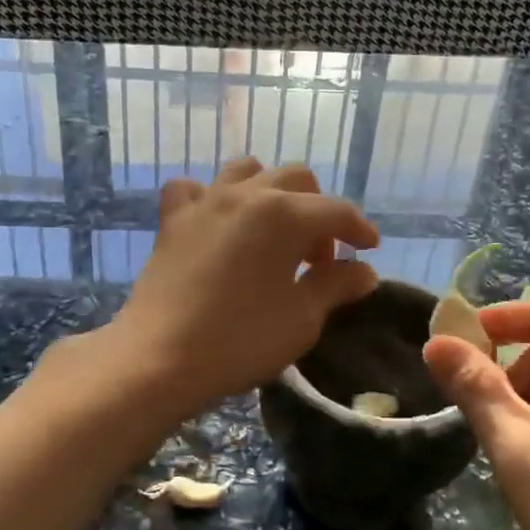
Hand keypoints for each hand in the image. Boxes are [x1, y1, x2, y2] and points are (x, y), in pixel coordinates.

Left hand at [107, 158, 379, 413]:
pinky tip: (218, 223)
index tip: (370, 250)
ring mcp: (205, 202)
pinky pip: (196, 190)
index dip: (359, 229)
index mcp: (284, 214)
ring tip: (275, 232)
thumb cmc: (240, 340)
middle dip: (318, 211)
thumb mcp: (302, 318)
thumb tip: (365, 271)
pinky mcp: (173, 219)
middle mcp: (246, 194)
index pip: (336, 211)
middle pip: (296, 179)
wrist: (159, 357)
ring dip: (271, 192)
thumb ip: (336, 286)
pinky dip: (213, 198)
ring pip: (248, 171)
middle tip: (320, 258)